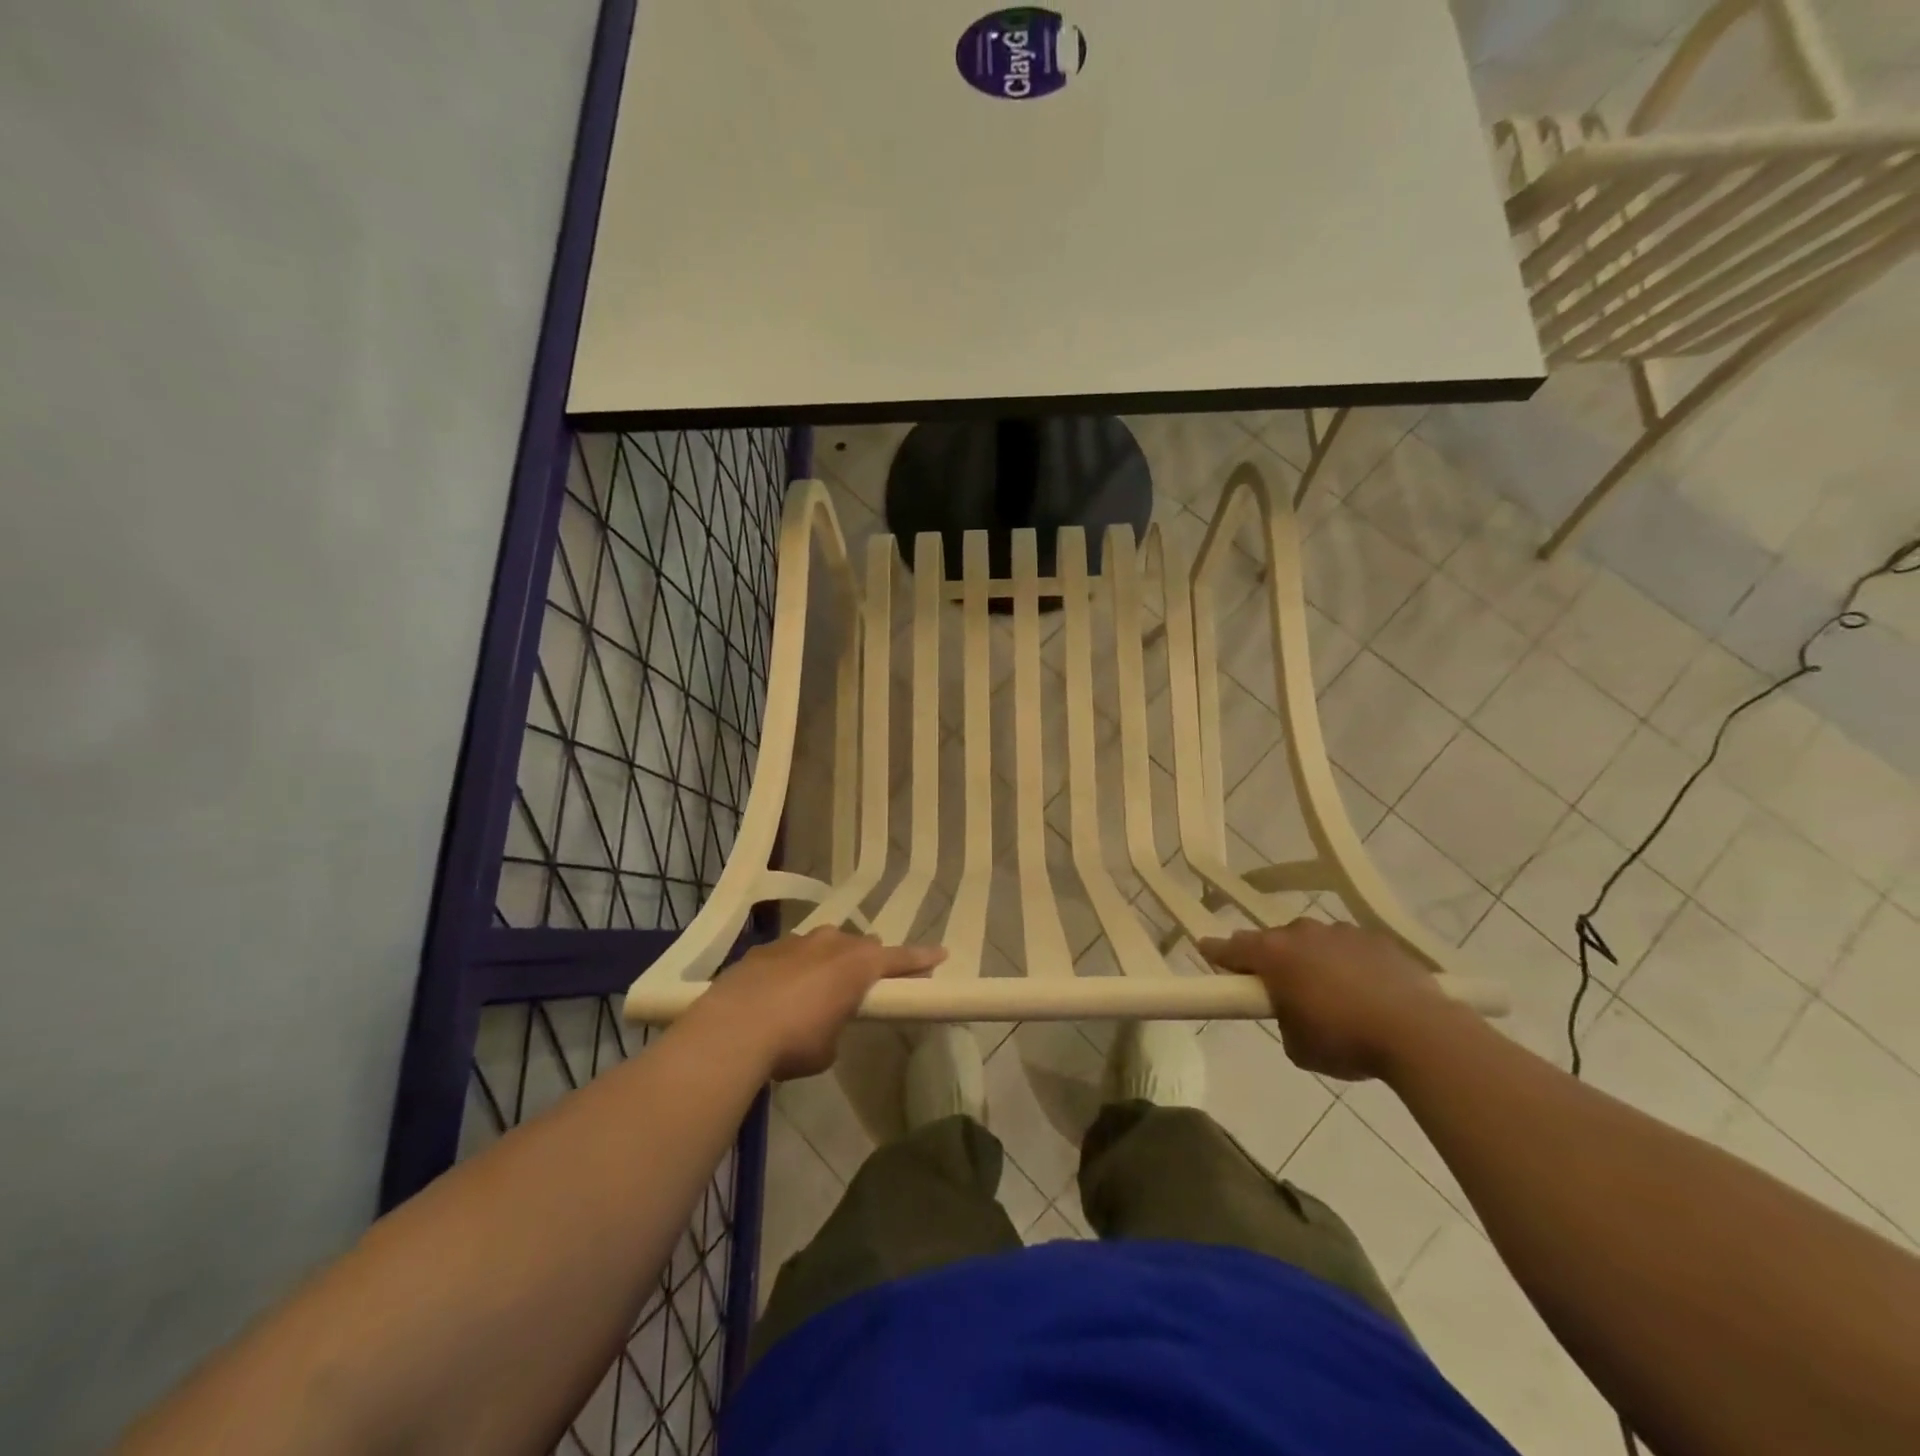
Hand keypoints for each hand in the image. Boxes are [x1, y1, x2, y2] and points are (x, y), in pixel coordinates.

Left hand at [693, 928, 946, 1079]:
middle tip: (865, 982)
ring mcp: (795, 942)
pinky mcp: (763, 950)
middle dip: (866, 961)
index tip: (940, 954)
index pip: (899, 958)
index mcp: (858, 964)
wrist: (732, 1029)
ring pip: (823, 945)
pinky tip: (779, 993)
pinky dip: (793, 969)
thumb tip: (826, 1021)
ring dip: (827, 962)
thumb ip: (837, 1024)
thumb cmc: (795, 1041)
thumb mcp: (829, 1047)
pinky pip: (790, 955)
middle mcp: (831, 943)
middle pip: (860, 946)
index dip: (921, 959)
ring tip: (817, 988)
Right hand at [1198, 920, 1461, 1081]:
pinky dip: (1350, 965)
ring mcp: (1343, 932)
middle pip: (1275, 941)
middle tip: (1279, 988)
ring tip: (1331, 995)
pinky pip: (1351, 949)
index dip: (1217, 952)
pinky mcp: (1379, 940)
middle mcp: (1302, 933)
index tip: (1207, 952)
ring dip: (1314, 961)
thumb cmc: (1345, 1040)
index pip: (1231, 947)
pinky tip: (1366, 992)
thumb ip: (1283, 1020)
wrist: (1419, 1033)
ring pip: (1315, 943)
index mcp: (1274, 954)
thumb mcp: (1297, 1045)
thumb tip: (1294, 1010)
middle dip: (1273, 961)